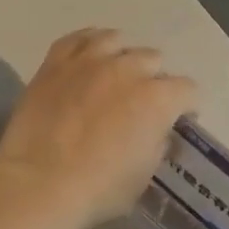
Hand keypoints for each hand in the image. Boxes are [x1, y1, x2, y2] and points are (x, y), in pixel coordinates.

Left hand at [0, 29, 196, 227]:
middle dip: (154, 80)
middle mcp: (128, 69)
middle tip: (142, 103)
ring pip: (117, 41)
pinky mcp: (55, 62)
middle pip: (154, 60)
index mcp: (158, 99)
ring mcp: (89, 61)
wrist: (40, 185)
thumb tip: (157, 133)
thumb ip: (157, 145)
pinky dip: (89, 44)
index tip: (179, 121)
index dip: (186, 107)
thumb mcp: (144, 175)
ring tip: (116, 75)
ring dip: (123, 57)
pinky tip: (88, 58)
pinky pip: (78, 38)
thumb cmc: (99, 190)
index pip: (187, 90)